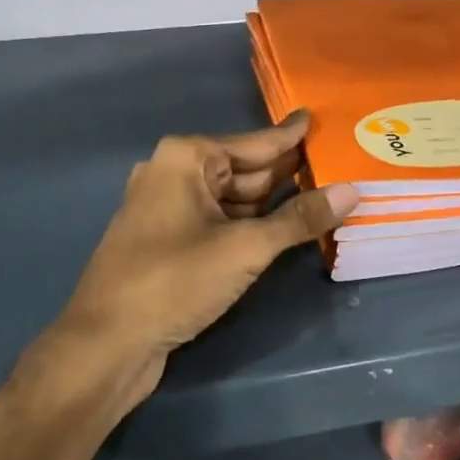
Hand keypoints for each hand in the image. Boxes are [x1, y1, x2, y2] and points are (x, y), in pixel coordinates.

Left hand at [34, 111, 357, 415]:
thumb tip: (352, 191)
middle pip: (244, 169)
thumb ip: (299, 219)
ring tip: (322, 196)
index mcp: (186, 158)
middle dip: (286, 172)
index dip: (290, 135)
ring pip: (232, 198)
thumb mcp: (245, 248)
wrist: (107, 343)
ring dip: (271, 203)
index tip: (316, 117)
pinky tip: (283, 229)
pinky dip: (250, 224)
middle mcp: (174, 173)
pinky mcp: (168, 240)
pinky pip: (219, 221)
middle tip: (336, 164)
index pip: (254, 142)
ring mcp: (168, 208)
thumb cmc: (174, 280)